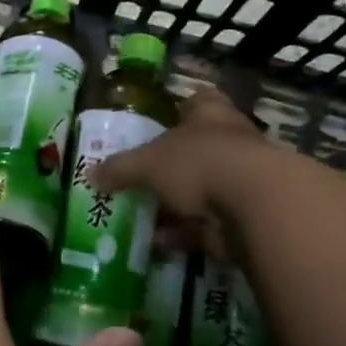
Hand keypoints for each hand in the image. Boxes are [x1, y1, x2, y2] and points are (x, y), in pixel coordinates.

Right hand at [92, 86, 267, 257]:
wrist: (256, 206)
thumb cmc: (199, 163)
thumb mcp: (148, 163)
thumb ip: (120, 168)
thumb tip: (90, 174)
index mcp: (210, 114)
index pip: (198, 101)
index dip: (180, 109)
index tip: (159, 124)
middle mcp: (231, 141)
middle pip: (198, 148)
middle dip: (171, 166)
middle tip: (140, 178)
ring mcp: (242, 180)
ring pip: (203, 189)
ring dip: (176, 205)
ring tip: (142, 217)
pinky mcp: (246, 216)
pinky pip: (208, 223)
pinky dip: (185, 233)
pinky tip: (158, 244)